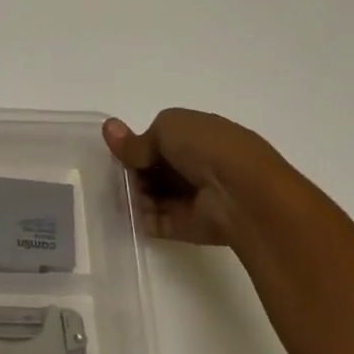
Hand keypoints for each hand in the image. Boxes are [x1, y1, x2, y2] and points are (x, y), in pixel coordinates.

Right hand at [101, 109, 283, 247]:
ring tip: (117, 192)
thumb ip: (138, 138)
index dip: (138, 144)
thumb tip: (111, 131)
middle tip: (115, 173)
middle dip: (133, 170)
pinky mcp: (187, 226)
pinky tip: (125, 210)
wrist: (242, 194)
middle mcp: (198, 166)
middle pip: (154, 170)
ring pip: (153, 195)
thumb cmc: (209, 149)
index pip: (161, 140)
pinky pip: (155, 221)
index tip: (118, 150)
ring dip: (133, 193)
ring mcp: (193, 198)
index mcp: (200, 136)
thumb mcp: (168, 127)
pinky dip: (139, 217)